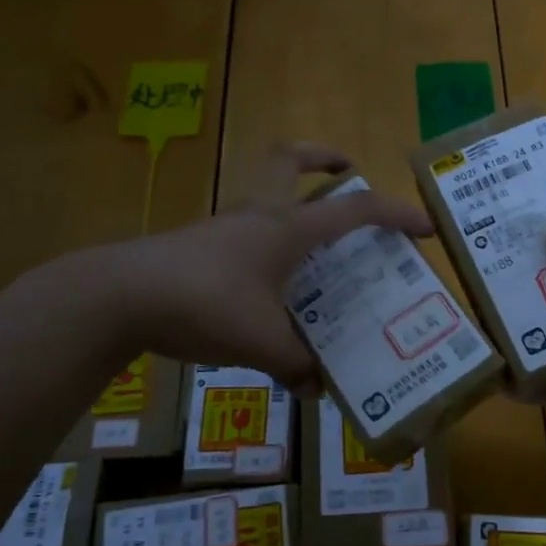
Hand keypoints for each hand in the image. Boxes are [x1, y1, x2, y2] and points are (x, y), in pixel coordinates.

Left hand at [90, 143, 431, 387]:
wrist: (120, 297)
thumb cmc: (204, 304)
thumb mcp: (261, 344)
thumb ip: (296, 366)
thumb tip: (319, 388)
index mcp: (287, 229)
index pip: (356, 210)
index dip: (396, 214)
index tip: (425, 227)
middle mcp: (259, 215)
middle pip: (290, 159)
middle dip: (323, 157)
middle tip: (346, 171)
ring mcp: (224, 226)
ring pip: (266, 193)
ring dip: (293, 201)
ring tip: (313, 245)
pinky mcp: (199, 245)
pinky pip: (244, 230)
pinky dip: (265, 242)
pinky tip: (267, 285)